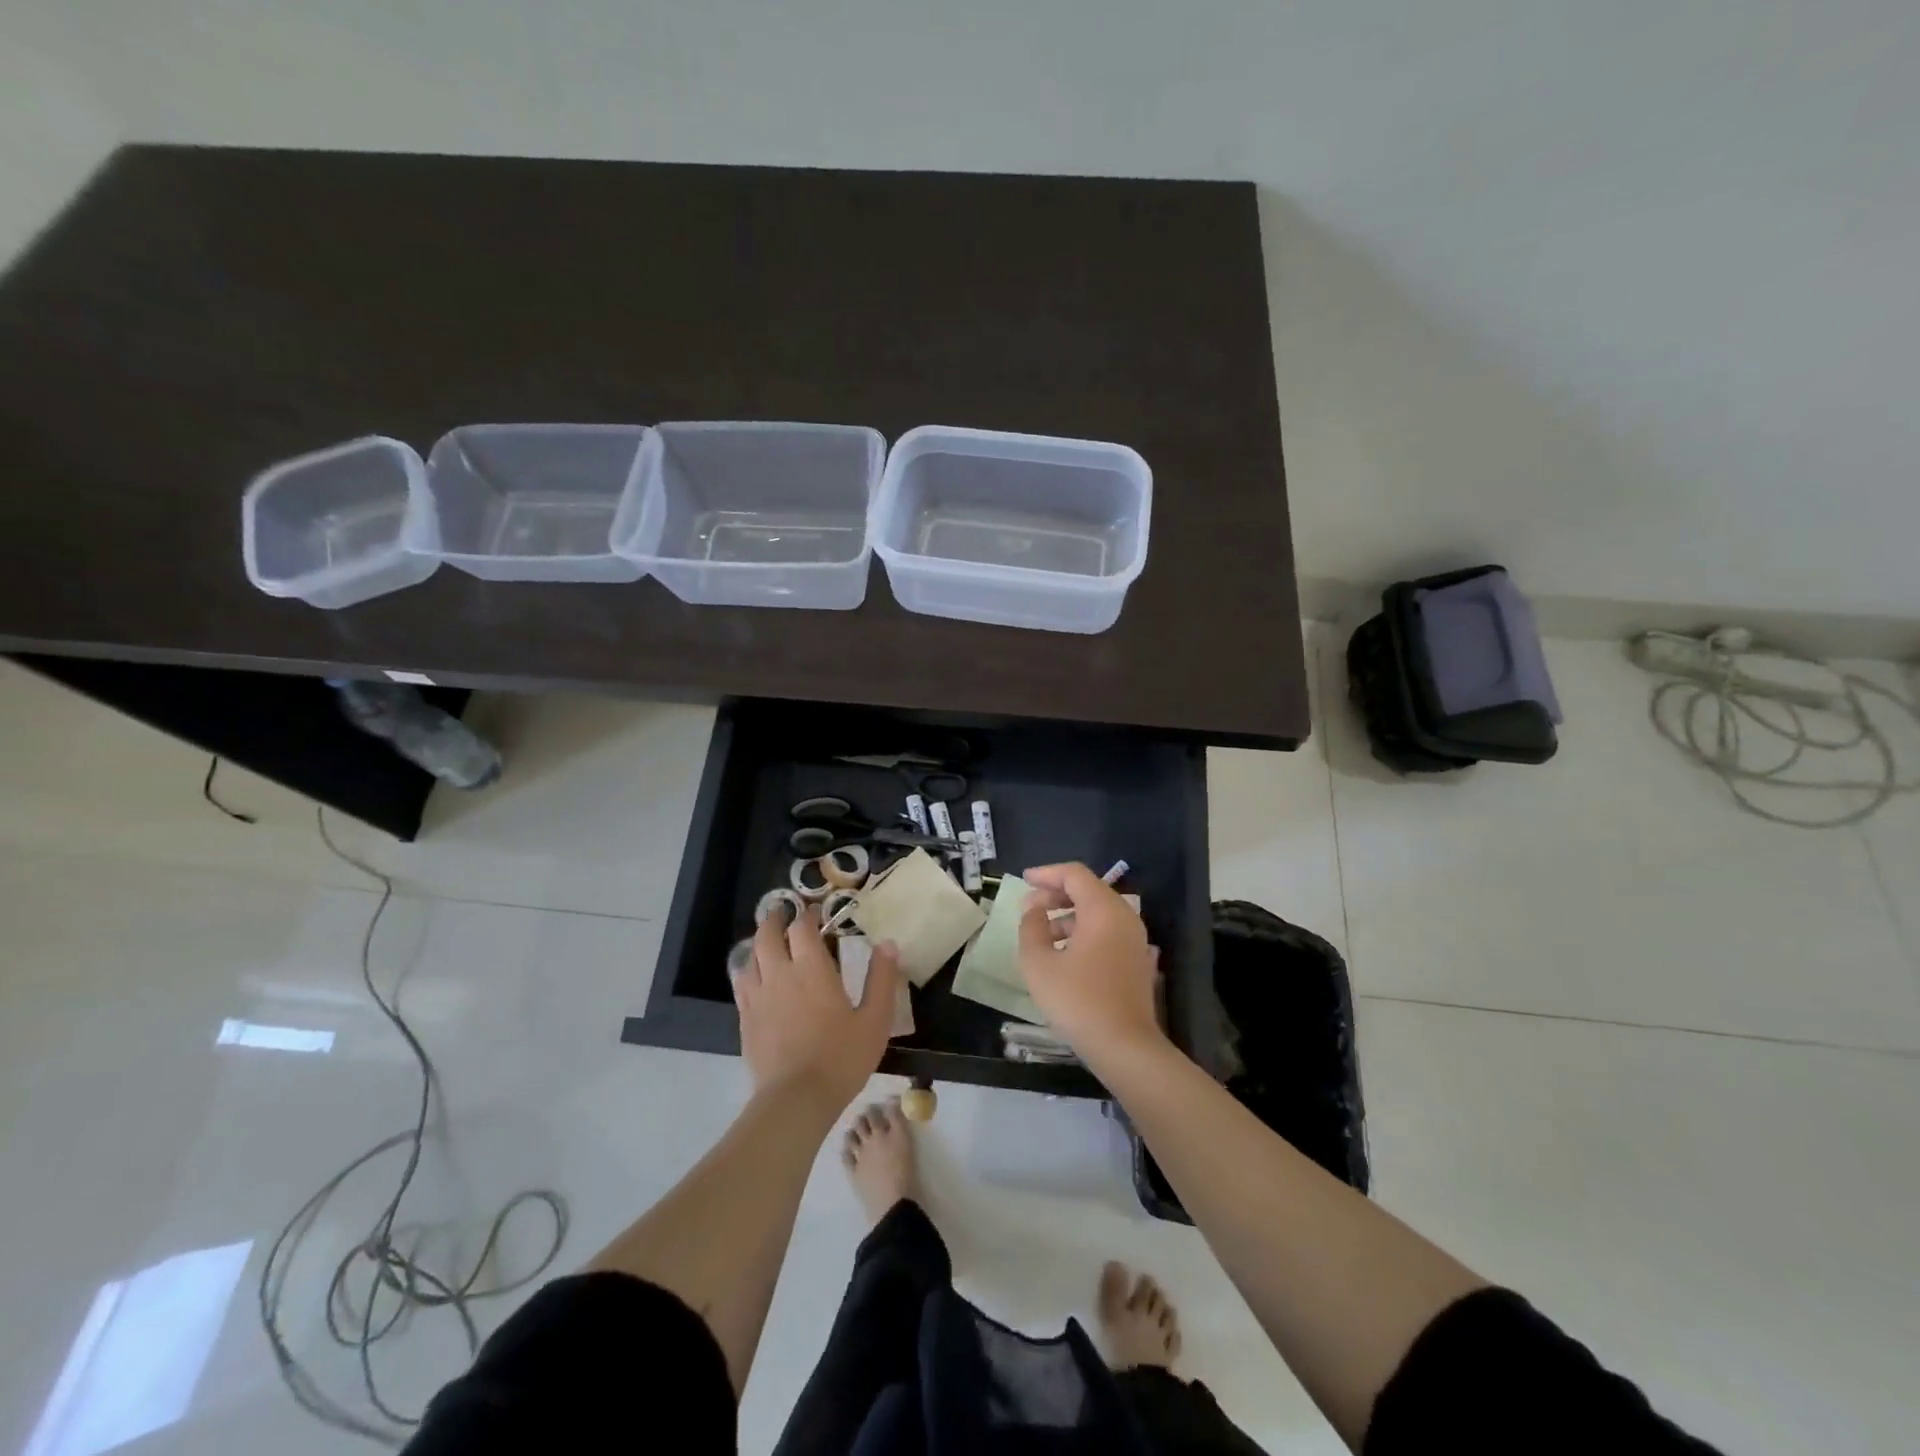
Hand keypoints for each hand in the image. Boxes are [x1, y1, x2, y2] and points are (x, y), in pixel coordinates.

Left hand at [732, 904, 900, 1116]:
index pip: (803, 928)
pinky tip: (755, 976)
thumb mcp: (875, 1020)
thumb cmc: (841, 1058)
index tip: (816, 913)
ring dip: (759, 942)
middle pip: (768, 934)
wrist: (795, 1100)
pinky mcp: (745, 1019)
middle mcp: (780, 974)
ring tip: (769, 941)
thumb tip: (888, 944)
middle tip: (784, 913)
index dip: (808, 915)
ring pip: (750, 956)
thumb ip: (882, 979)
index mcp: (812, 969)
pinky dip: (748, 969)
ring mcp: (758, 997)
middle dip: (776, 919)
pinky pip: (741, 983)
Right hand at [1017, 862, 1164, 1061]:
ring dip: (1067, 916)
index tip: (1024, 880)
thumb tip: (1034, 910)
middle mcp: (1124, 917)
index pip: (1074, 874)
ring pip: (1097, 913)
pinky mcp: (1136, 960)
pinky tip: (1063, 955)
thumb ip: (1031, 928)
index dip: (1046, 874)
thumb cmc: (1078, 1001)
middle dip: (1056, 894)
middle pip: (1088, 890)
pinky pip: (1106, 932)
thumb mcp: (1039, 963)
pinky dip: (1082, 932)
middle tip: (1029, 908)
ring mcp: (1134, 939)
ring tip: (1041, 935)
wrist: (1125, 1047)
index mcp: (1103, 910)